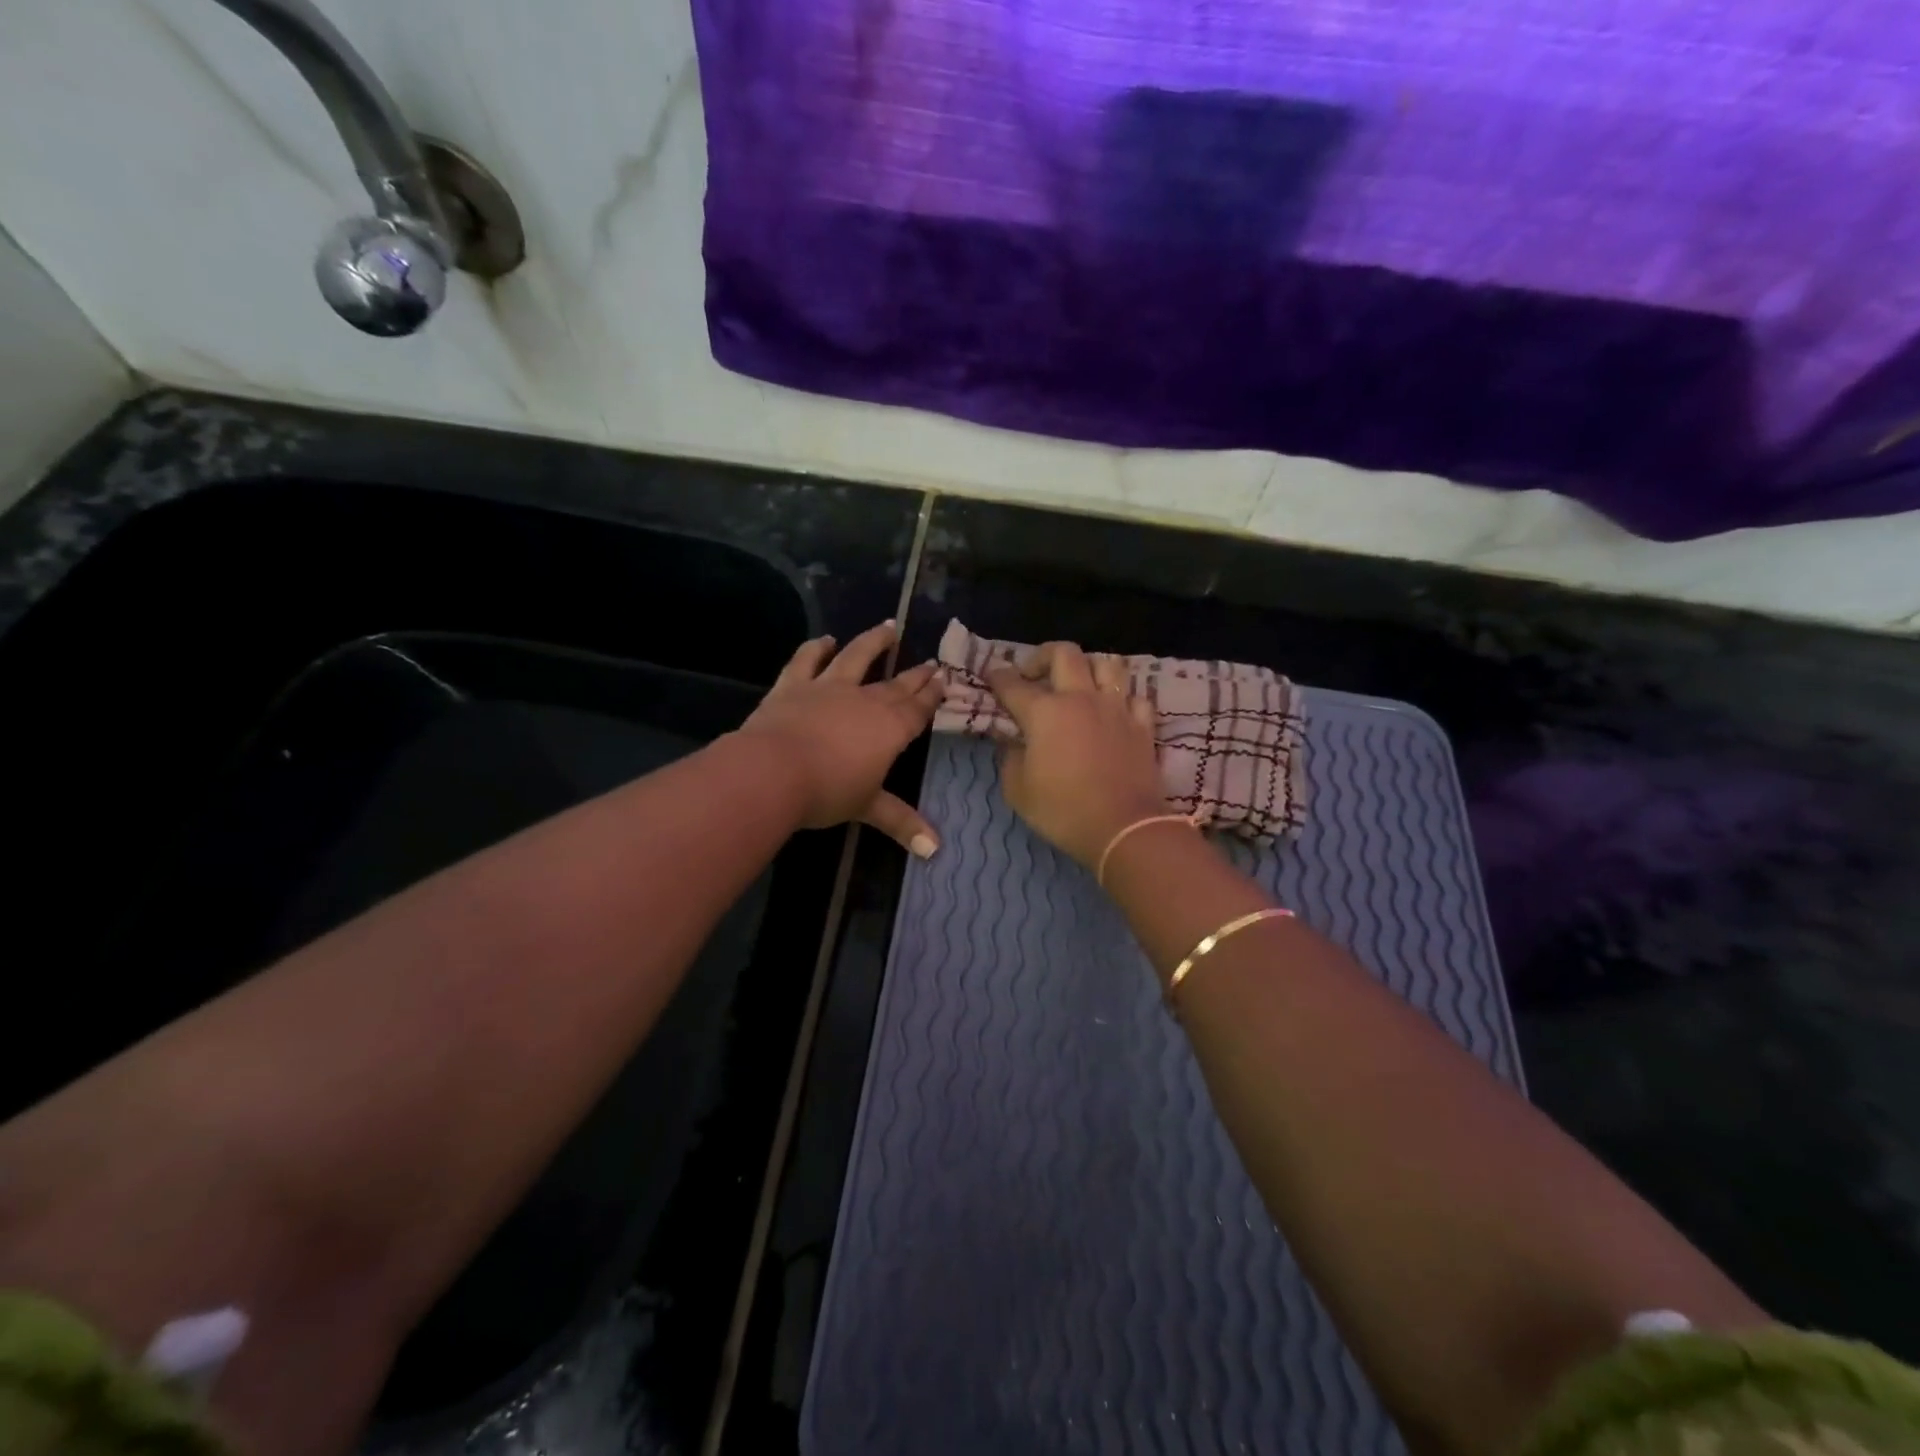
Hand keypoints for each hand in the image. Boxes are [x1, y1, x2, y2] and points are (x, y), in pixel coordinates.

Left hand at [737, 620, 943, 855]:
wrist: (773, 771)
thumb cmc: (828, 792)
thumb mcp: (868, 808)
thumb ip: (901, 822)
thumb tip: (935, 850)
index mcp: (890, 728)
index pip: (918, 708)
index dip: (932, 694)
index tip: (944, 678)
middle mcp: (865, 700)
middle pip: (896, 683)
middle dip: (915, 674)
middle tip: (930, 662)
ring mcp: (828, 687)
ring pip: (856, 657)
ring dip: (874, 642)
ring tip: (888, 628)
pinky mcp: (793, 684)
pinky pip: (807, 660)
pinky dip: (817, 648)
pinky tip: (825, 640)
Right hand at [987, 641, 1169, 869]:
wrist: (1124, 828)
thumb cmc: (1063, 811)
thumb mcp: (1018, 791)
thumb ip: (1009, 758)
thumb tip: (1012, 742)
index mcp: (1044, 712)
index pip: (1013, 684)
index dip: (998, 676)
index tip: (991, 675)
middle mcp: (1081, 698)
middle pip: (1064, 653)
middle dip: (1042, 656)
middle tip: (1034, 675)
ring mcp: (1116, 709)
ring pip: (1107, 664)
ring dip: (1088, 668)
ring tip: (1079, 686)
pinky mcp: (1142, 725)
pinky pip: (1134, 696)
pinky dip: (1121, 699)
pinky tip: (1113, 712)